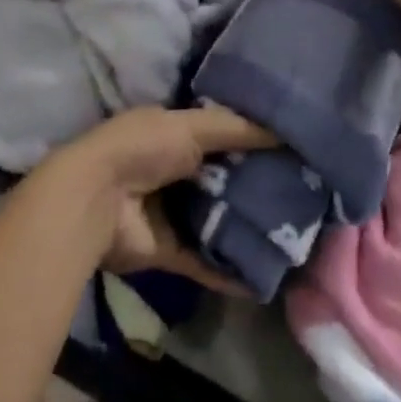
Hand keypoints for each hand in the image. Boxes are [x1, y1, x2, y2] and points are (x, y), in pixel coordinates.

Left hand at [41, 106, 275, 294]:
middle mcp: (173, 170)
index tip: (291, 146)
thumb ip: (233, 128)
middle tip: (304, 192)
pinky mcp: (169, 251)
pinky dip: (231, 269)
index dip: (251, 138)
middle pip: (223, 177)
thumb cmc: (141, 148)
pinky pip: (206, 260)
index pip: (219, 133)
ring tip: (296, 234)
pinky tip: (267, 275)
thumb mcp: (188, 126)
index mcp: (172, 132)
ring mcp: (170, 212)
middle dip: (255, 184)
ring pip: (218, 219)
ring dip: (247, 226)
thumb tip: (281, 130)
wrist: (97, 201)